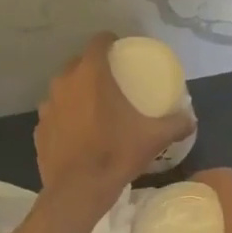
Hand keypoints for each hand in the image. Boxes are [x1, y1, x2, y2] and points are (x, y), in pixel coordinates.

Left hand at [36, 33, 192, 204]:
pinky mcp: (39, 129)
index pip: (97, 42)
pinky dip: (65, 117)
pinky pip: (55, 114)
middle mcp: (64, 84)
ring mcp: (47, 107)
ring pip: (63, 89)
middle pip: (78, 63)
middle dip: (93, 67)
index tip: (121, 50)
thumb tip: (191, 119)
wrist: (78, 191)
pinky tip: (78, 132)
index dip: (109, 41)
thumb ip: (176, 124)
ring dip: (77, 92)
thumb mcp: (153, 138)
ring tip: (94, 106)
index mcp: (91, 76)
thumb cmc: (115, 154)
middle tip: (112, 80)